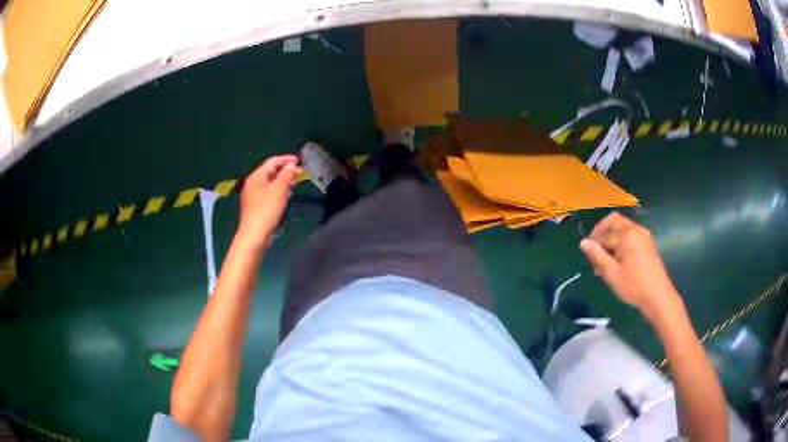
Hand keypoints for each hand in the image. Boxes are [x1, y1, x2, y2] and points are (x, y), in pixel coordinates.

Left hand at [238, 155, 300, 246]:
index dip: (286, 159)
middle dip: (285, 170)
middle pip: (270, 171)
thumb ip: (286, 175)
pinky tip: (287, 195)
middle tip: (299, 172)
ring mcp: (254, 196)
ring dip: (283, 180)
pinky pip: (269, 193)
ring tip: (295, 182)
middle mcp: (253, 184)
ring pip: (270, 183)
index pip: (272, 162)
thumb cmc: (266, 210)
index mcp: (256, 177)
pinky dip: (279, 190)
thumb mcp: (279, 190)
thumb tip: (292, 165)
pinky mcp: (257, 206)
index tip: (299, 161)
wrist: (254, 235)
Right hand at [579, 212, 679, 319]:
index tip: (591, 262)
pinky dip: (621, 242)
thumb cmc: (634, 286)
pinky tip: (620, 261)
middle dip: (602, 234)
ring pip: (622, 228)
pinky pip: (630, 235)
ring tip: (608, 262)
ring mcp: (643, 235)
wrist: (658, 297)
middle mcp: (635, 229)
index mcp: (626, 234)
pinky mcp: (648, 243)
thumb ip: (597, 256)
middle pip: (614, 221)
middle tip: (597, 253)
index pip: (604, 233)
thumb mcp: (612, 274)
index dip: (594, 245)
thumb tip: (583, 242)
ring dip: (612, 239)